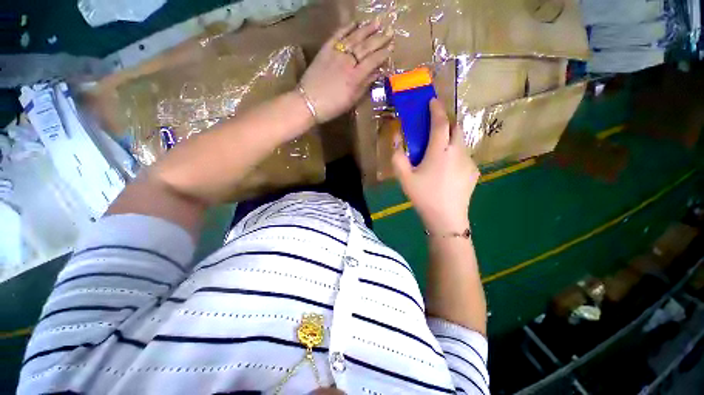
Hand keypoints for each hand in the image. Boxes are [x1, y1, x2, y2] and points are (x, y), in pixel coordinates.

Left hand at [299, 21, 392, 122]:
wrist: (308, 102)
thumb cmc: (332, 106)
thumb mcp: (352, 100)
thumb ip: (364, 85)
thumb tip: (377, 73)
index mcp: (355, 77)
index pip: (373, 61)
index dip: (383, 53)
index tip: (391, 47)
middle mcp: (347, 62)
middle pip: (366, 47)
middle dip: (379, 38)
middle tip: (389, 31)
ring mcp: (335, 53)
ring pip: (354, 37)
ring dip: (366, 29)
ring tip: (377, 22)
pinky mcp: (325, 50)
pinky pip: (337, 35)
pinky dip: (346, 28)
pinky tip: (354, 23)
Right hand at [392, 99, 479, 233]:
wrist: (446, 218)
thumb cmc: (423, 196)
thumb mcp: (403, 178)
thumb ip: (397, 156)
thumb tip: (396, 139)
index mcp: (440, 151)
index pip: (440, 122)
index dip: (436, 109)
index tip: (432, 101)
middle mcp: (458, 151)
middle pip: (456, 127)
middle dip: (447, 121)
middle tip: (435, 128)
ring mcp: (469, 161)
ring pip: (461, 141)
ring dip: (451, 139)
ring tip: (439, 153)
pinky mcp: (475, 171)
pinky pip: (465, 156)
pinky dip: (455, 154)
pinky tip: (447, 170)